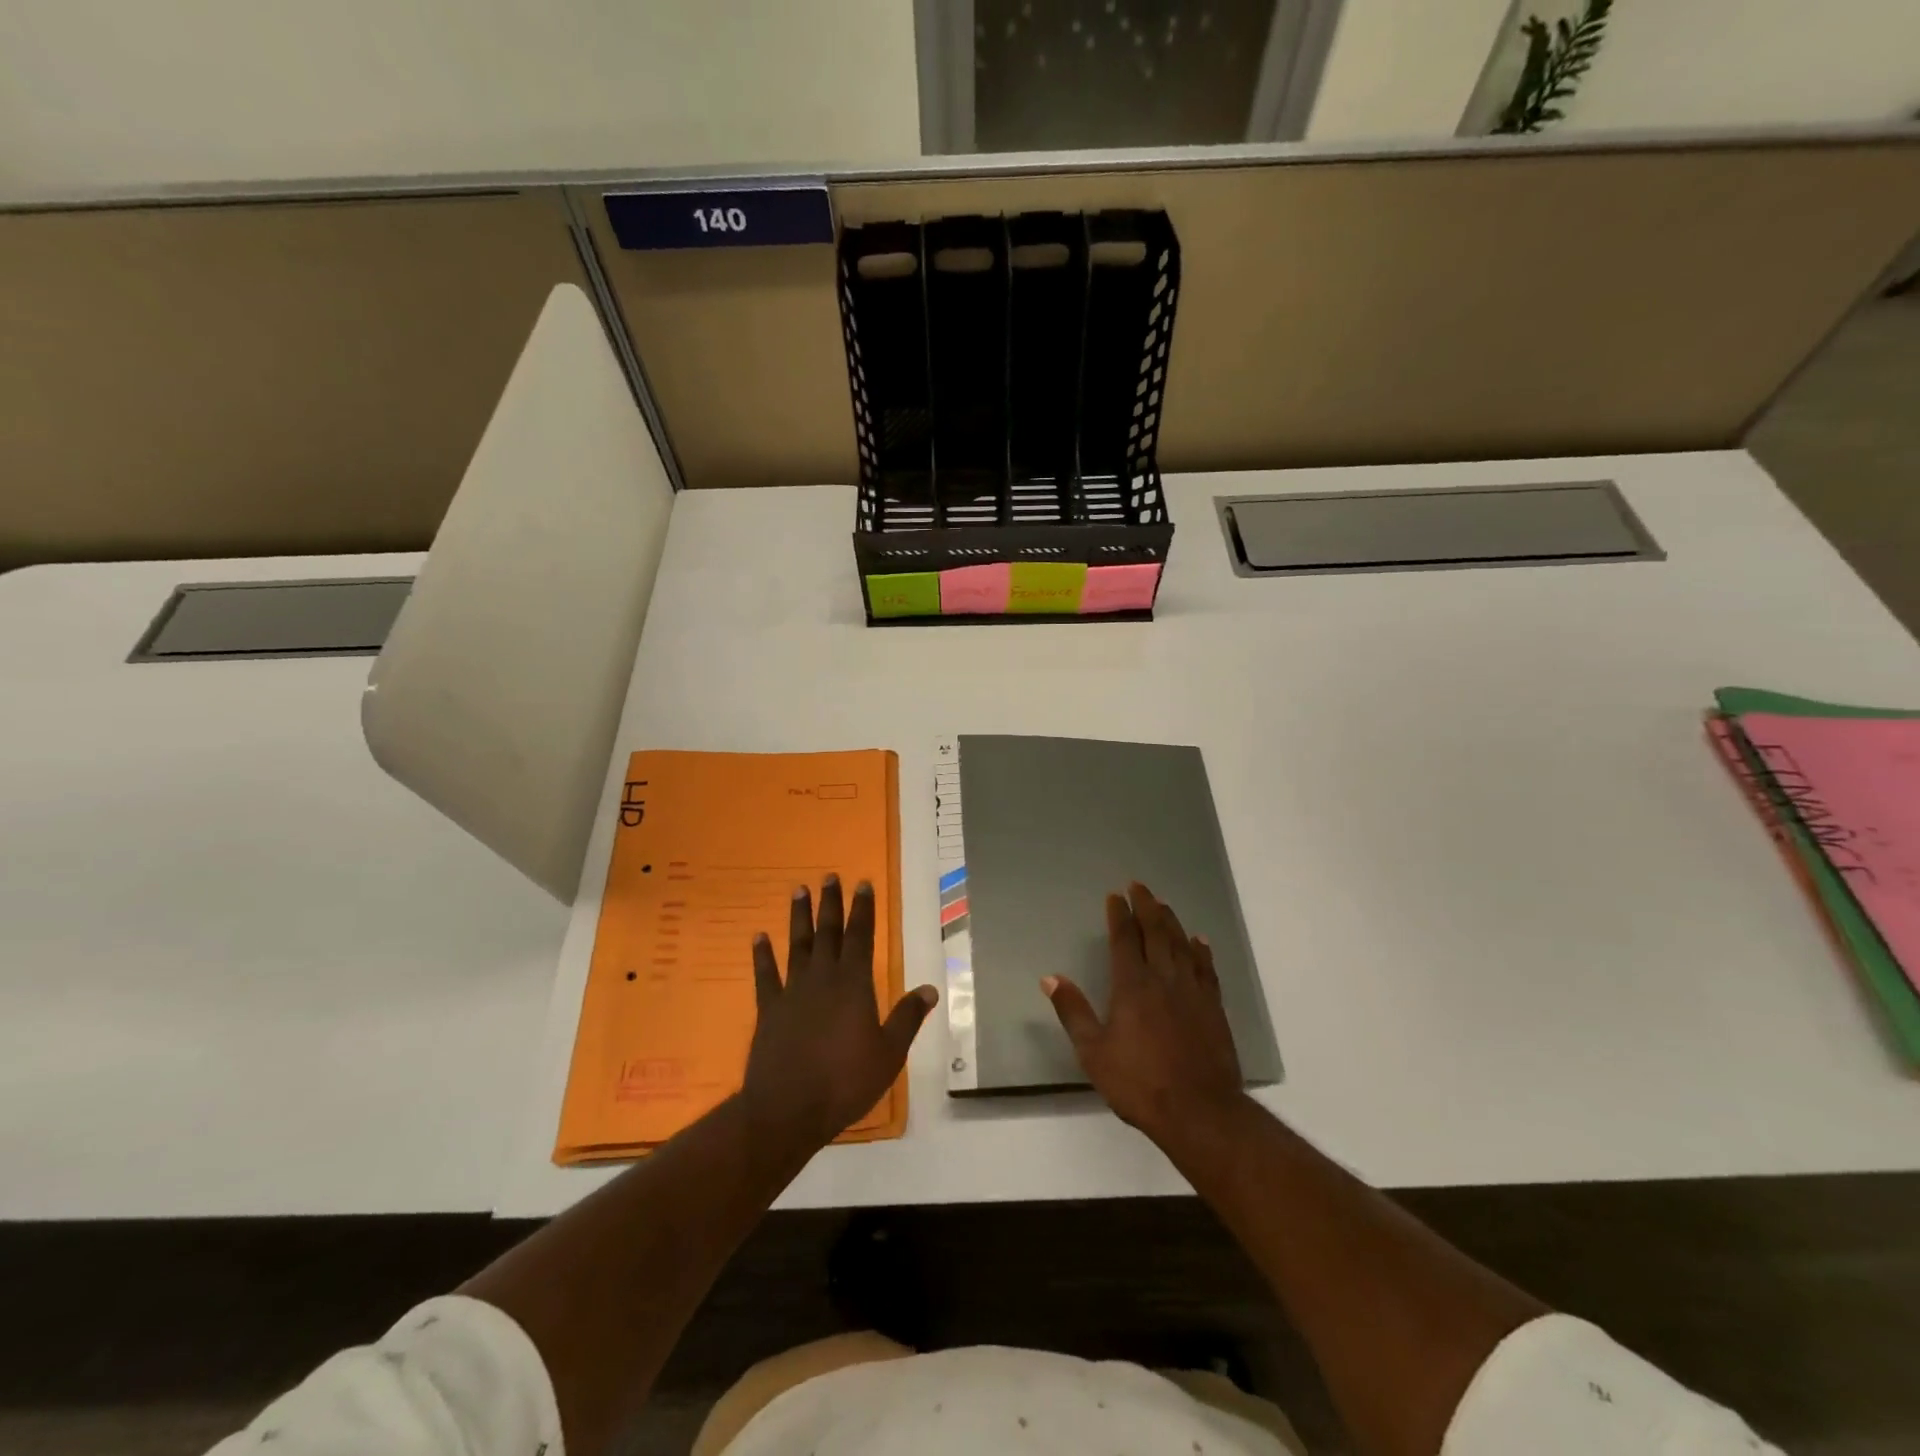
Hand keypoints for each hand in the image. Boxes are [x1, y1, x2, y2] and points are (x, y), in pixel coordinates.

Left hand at [741, 875, 938, 1152]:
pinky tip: (758, 937)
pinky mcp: (768, 1009)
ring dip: (799, 917)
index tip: (863, 883)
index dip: (863, 910)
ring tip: (798, 890)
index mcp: (854, 985)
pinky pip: (765, 975)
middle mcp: (823, 978)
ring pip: (797, 945)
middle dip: (831, 904)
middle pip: (828, 933)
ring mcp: (792, 992)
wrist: (787, 1110)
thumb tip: (930, 988)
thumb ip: (907, 1018)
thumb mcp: (889, 1054)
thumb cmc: (845, 1082)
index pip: (861, 937)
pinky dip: (762, 955)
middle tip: (829, 876)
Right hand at [1043, 882, 1245, 1146]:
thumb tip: (1049, 978)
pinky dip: (1201, 951)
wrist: (1199, 1111)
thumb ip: (1073, 1012)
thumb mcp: (1093, 1052)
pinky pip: (1207, 969)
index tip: (1115, 896)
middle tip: (1140, 886)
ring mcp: (1192, 992)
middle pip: (1155, 932)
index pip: (1124, 940)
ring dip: (1171, 921)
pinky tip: (1199, 941)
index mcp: (1132, 986)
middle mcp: (1163, 979)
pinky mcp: (1214, 1008)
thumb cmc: (1139, 1082)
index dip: (1119, 915)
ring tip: (1164, 905)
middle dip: (1146, 906)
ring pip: (1181, 945)